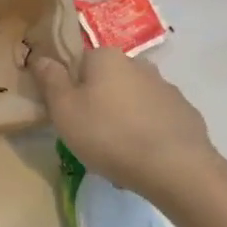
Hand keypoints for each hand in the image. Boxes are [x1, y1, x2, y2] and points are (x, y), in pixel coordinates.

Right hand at [32, 48, 226, 211]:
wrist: (176, 168)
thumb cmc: (109, 134)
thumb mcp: (64, 110)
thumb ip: (50, 80)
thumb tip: (40, 57)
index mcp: (106, 57)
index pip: (79, 64)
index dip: (71, 90)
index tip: (70, 116)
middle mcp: (138, 64)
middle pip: (108, 81)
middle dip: (99, 104)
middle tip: (92, 137)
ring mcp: (167, 89)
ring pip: (133, 102)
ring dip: (124, 120)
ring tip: (119, 155)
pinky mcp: (186, 114)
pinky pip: (157, 120)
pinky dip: (148, 134)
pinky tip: (144, 159)